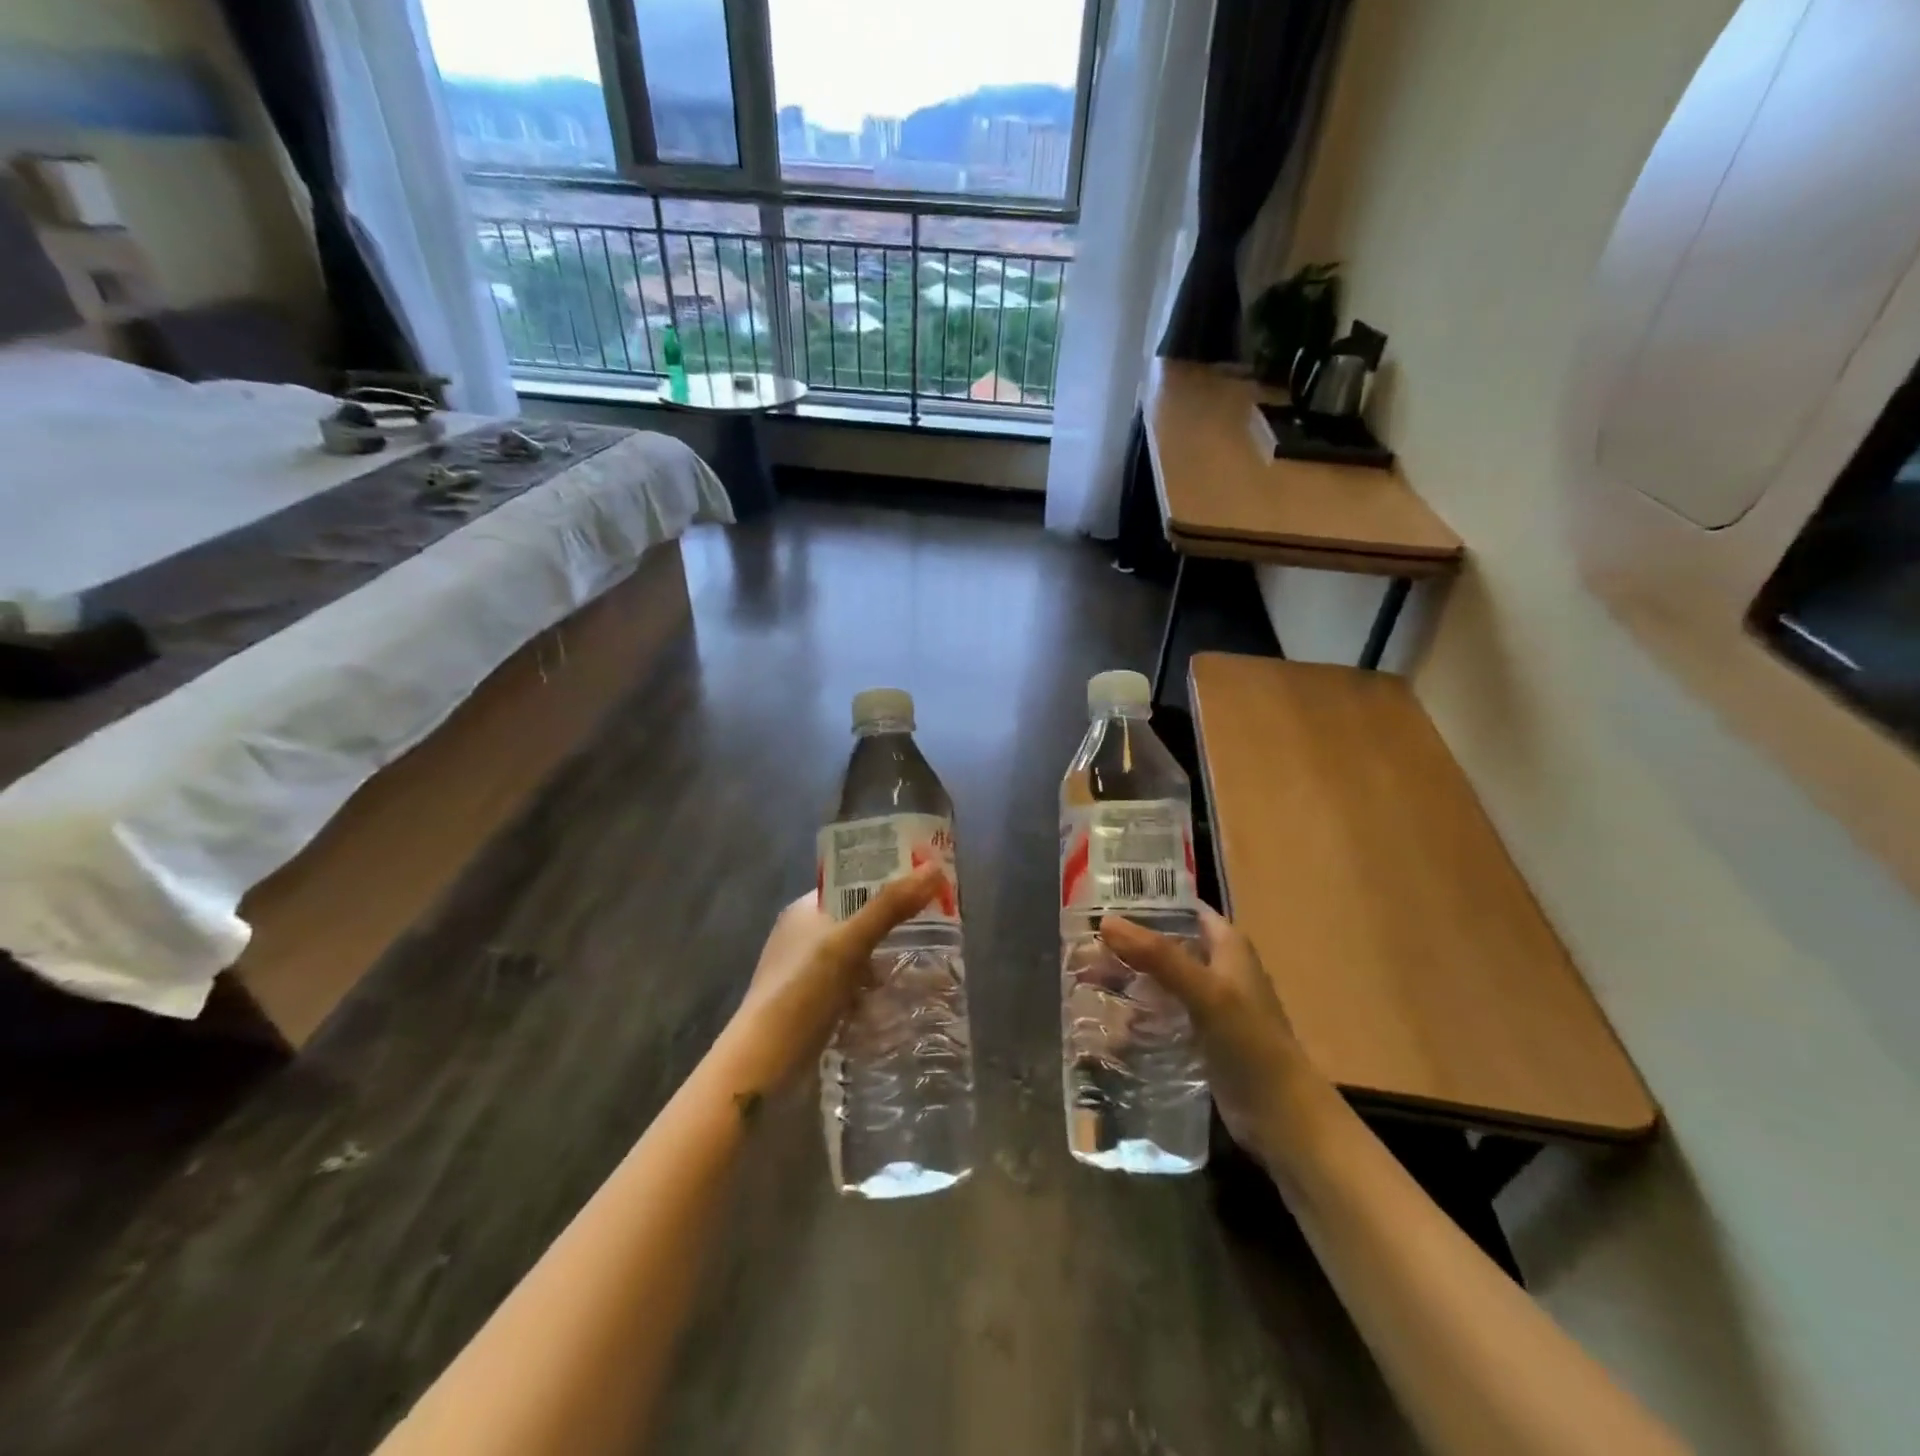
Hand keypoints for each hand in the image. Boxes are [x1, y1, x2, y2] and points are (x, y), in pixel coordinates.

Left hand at [726, 867, 943, 1090]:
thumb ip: (890, 906)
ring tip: (929, 964)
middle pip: (858, 920)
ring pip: (858, 957)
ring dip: (886, 961)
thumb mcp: (850, 943)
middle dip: (893, 924)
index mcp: (804, 911)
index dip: (886, 880)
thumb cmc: (803, 991)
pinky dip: (874, 992)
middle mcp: (803, 937)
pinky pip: (853, 989)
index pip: (851, 884)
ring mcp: (807, 974)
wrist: (763, 1065)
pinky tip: (901, 1000)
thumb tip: (934, 868)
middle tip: (937, 925)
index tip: (925, 883)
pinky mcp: (814, 1007)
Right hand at [1099, 906, 1308, 1163]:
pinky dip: (1137, 1011)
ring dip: (1128, 978)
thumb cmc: (1250, 1043)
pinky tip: (1108, 1018)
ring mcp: (1209, 1004)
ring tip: (1084, 978)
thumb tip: (1106, 922)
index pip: (1181, 908)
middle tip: (1082, 947)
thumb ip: (1158, 956)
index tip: (1100, 902)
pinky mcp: (1199, 1037)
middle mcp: (1217, 968)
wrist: (1281, 1117)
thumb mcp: (1206, 992)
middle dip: (1127, 945)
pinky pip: (1161, 1013)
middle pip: (1165, 944)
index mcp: (1227, 945)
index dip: (1145, 903)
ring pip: (1160, 979)